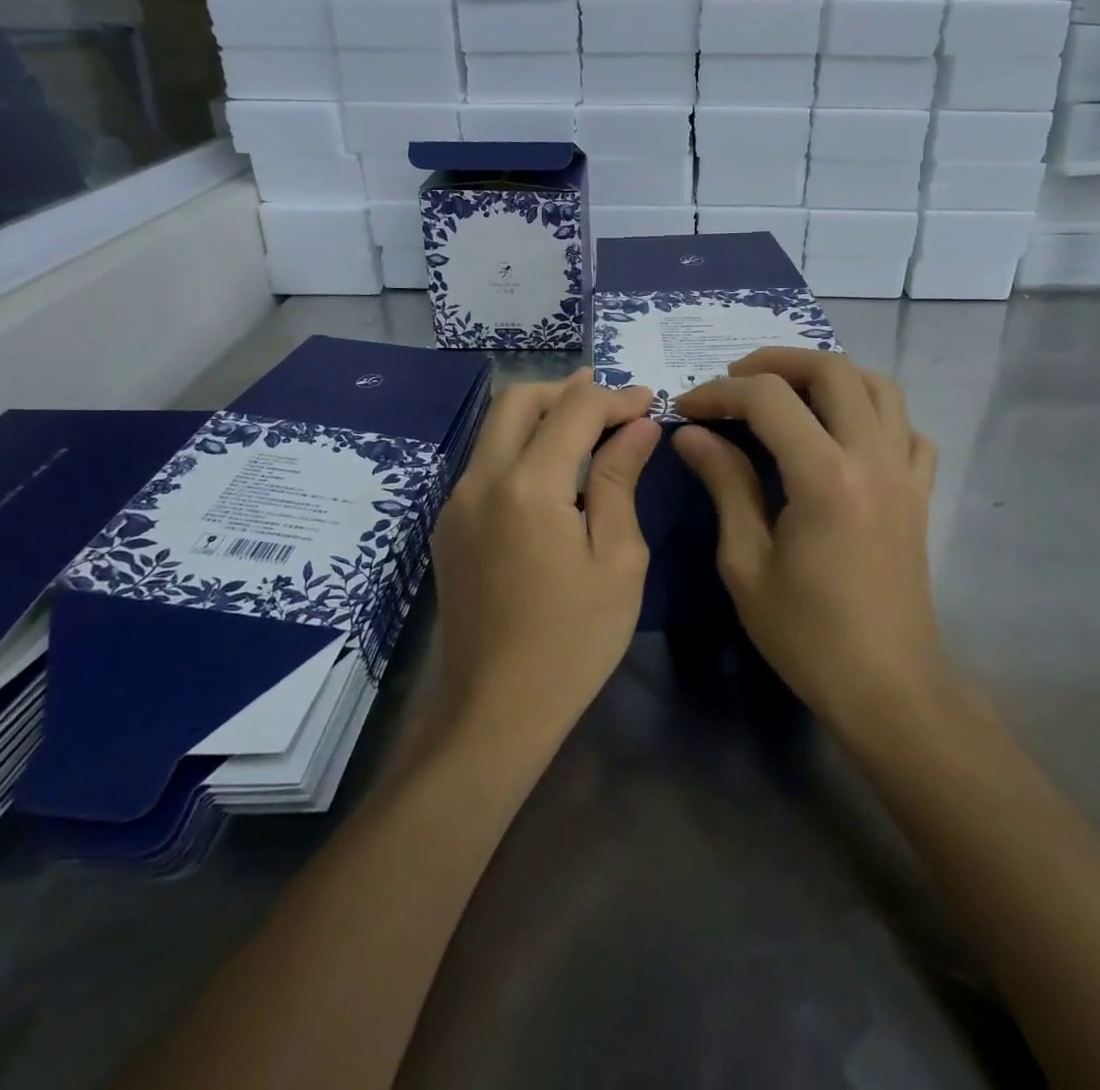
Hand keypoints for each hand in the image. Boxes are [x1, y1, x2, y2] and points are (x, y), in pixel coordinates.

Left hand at [430, 371, 661, 741]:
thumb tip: (639, 427)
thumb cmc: (573, 640)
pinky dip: (522, 446)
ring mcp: (456, 502)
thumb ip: (620, 481)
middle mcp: (480, 480)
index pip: (575, 410)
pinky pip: (486, 461)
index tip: (650, 401)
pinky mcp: (449, 525)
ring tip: (590, 427)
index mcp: (527, 487)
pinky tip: (555, 472)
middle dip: (569, 389)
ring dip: (543, 415)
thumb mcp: (617, 560)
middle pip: (519, 399)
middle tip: (613, 403)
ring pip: (496, 427)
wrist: (495, 710)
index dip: (616, 397)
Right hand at [672, 349, 945, 735]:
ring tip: (789, 393)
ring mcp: (905, 472)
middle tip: (734, 383)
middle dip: (775, 363)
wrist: (887, 687)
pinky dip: (875, 414)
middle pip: (832, 370)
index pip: (769, 399)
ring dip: (829, 375)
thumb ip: (725, 485)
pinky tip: (846, 435)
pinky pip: (908, 429)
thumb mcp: (746, 563)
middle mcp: (873, 457)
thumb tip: (693, 434)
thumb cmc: (807, 635)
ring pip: (879, 386)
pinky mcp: (920, 492)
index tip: (687, 409)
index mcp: (825, 476)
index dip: (720, 393)